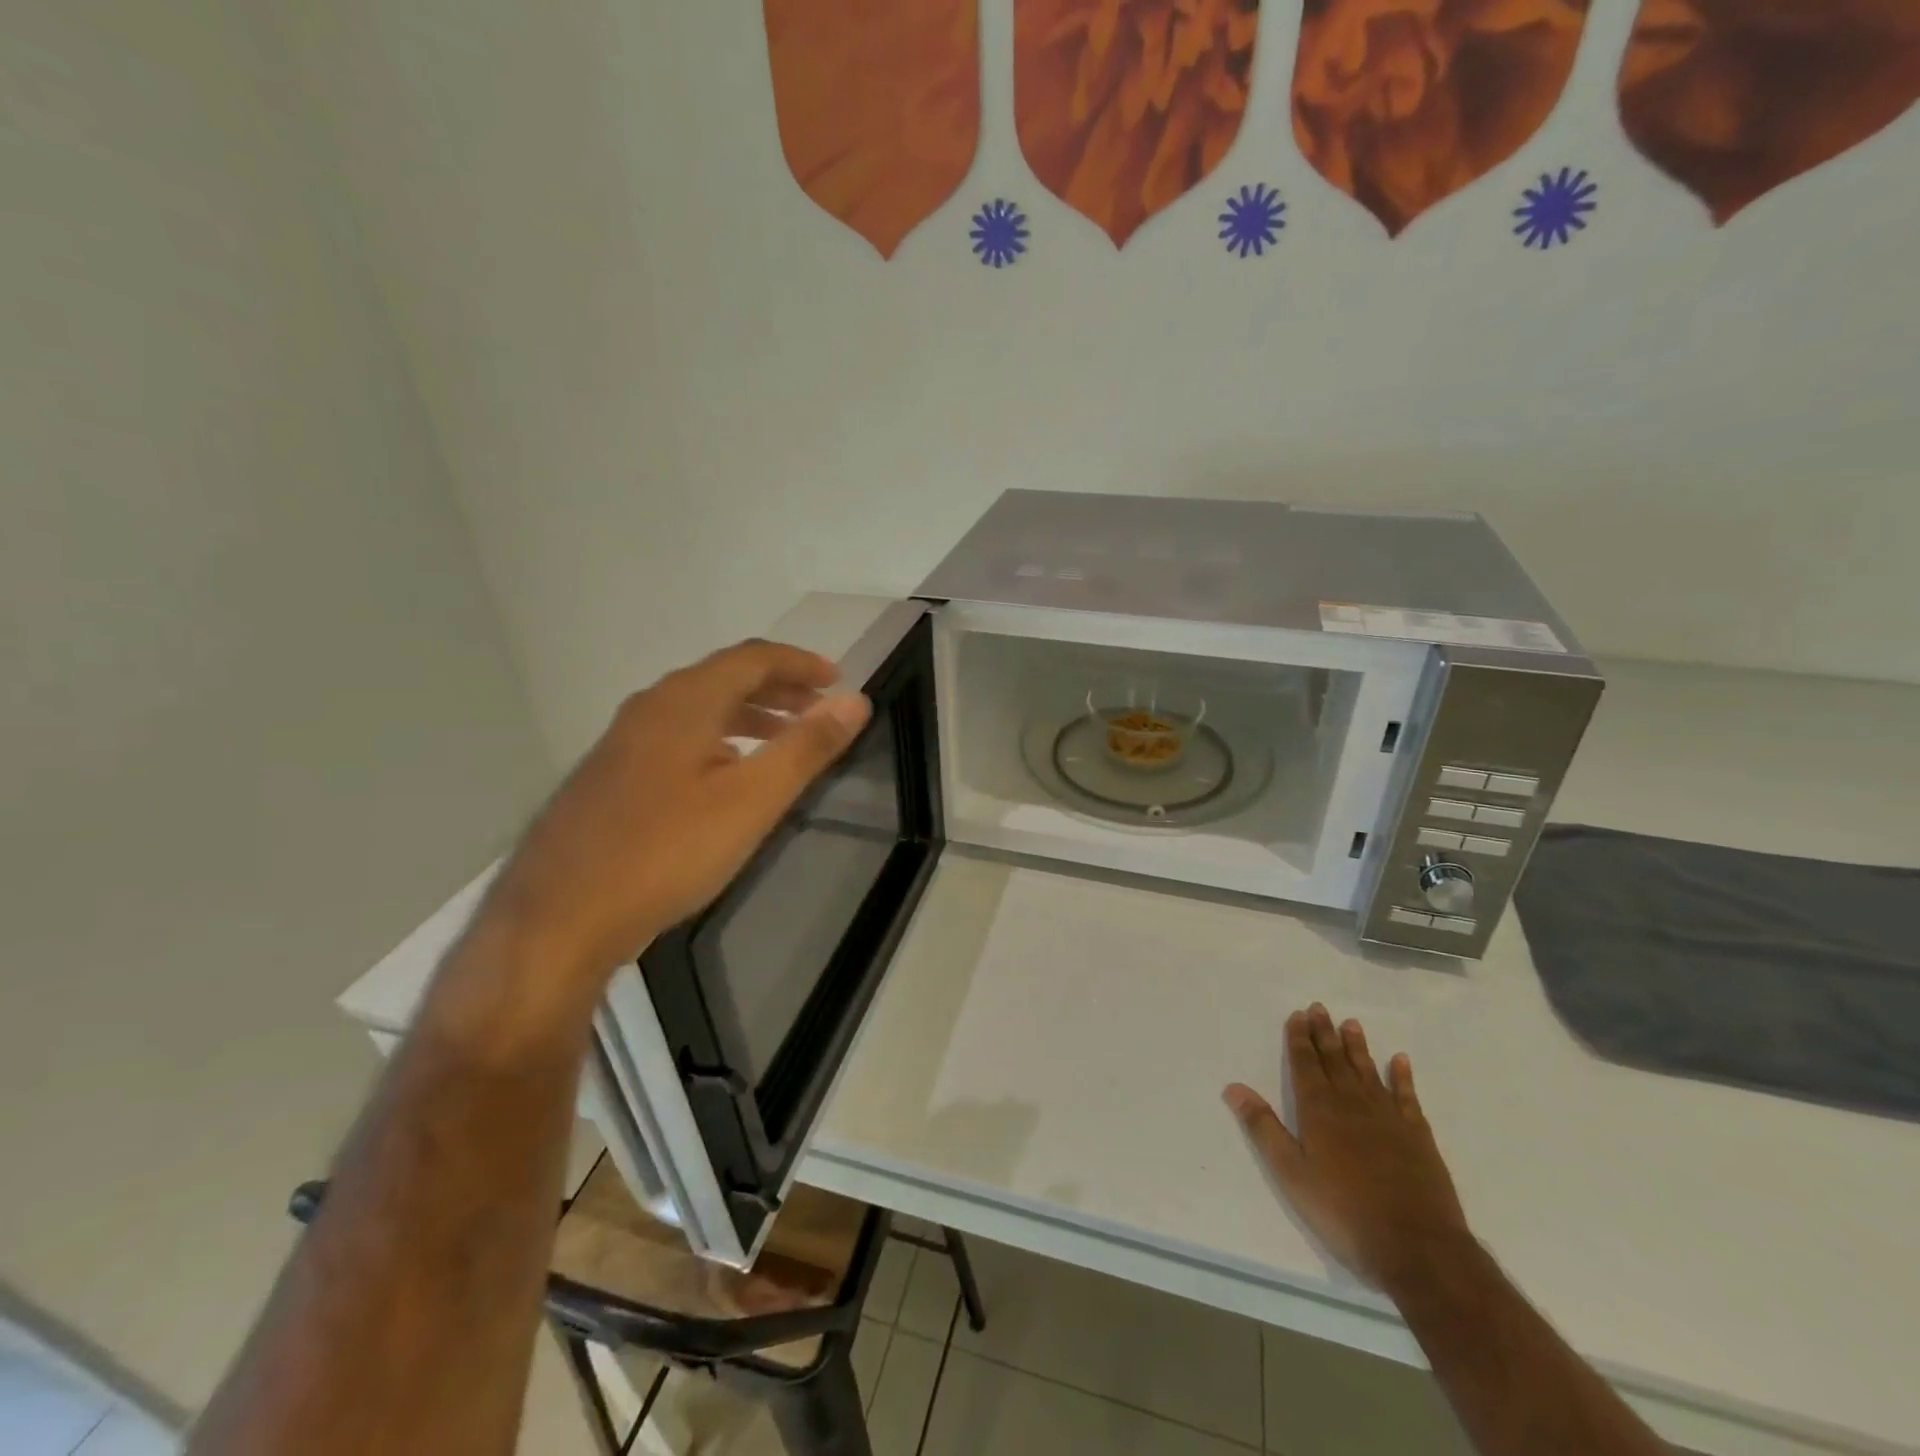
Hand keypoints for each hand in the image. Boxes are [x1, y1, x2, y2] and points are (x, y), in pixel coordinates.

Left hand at [482, 639, 870, 995]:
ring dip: (748, 714)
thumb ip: (806, 747)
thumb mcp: (751, 800)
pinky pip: (678, 738)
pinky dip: (718, 740)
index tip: (838, 681)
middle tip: (818, 709)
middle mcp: (650, 708)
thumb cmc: (666, 852)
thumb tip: (855, 701)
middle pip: (724, 678)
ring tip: (784, 740)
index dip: (801, 663)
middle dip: (778, 688)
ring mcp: (624, 742)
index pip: (753, 658)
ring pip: (699, 709)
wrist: (559, 917)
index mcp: (685, 701)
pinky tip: (728, 778)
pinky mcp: (612, 777)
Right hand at [1224, 1004, 1470, 1292]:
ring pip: (1368, 1071)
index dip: (1299, 1038)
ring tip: (1351, 1023)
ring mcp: (1388, 1117)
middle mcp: (1352, 1103)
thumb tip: (1233, 1087)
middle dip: (1324, 1033)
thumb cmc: (1344, 1211)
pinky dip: (1402, 1076)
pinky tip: (1400, 1060)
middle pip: (1334, 1060)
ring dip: (1357, 1046)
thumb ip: (1263, 1128)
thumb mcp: (1291, 1173)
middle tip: (1319, 1007)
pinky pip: (1407, 1096)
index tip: (1298, 1015)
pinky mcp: (1417, 1135)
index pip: (1305, 1064)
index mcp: (1319, 1110)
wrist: (1417, 1247)